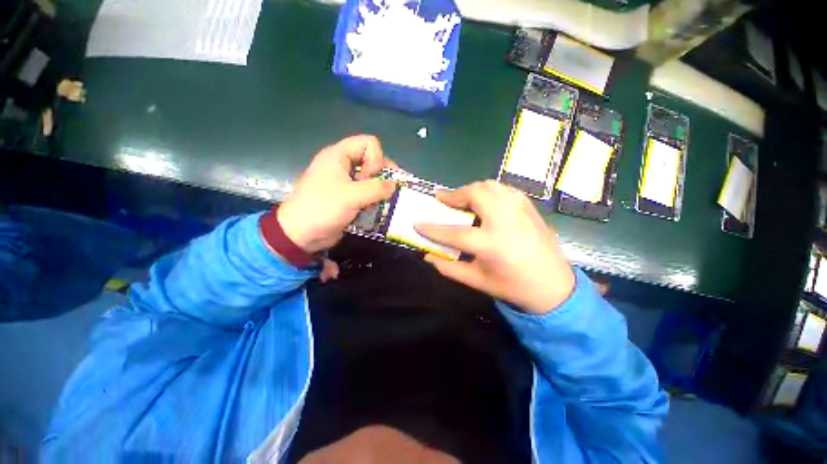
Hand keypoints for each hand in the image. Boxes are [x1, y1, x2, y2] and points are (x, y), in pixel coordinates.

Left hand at [278, 135, 395, 253]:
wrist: (301, 233)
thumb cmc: (323, 208)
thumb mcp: (352, 196)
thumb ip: (377, 188)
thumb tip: (395, 185)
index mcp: (339, 155)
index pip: (369, 143)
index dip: (376, 159)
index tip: (371, 178)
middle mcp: (343, 164)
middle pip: (372, 160)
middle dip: (381, 175)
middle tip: (381, 192)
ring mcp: (345, 181)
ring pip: (371, 178)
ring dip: (379, 190)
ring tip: (380, 202)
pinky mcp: (347, 196)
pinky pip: (366, 191)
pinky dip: (373, 198)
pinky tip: (374, 208)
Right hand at [415, 181, 574, 314]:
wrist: (554, 286)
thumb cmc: (513, 287)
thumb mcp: (477, 281)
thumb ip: (449, 268)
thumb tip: (428, 256)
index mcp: (491, 244)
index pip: (454, 232)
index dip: (433, 228)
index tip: (417, 222)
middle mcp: (506, 221)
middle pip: (475, 194)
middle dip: (455, 195)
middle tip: (442, 200)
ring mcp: (520, 210)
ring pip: (490, 186)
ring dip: (471, 190)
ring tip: (462, 200)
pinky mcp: (529, 207)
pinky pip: (504, 189)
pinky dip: (489, 191)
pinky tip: (484, 202)